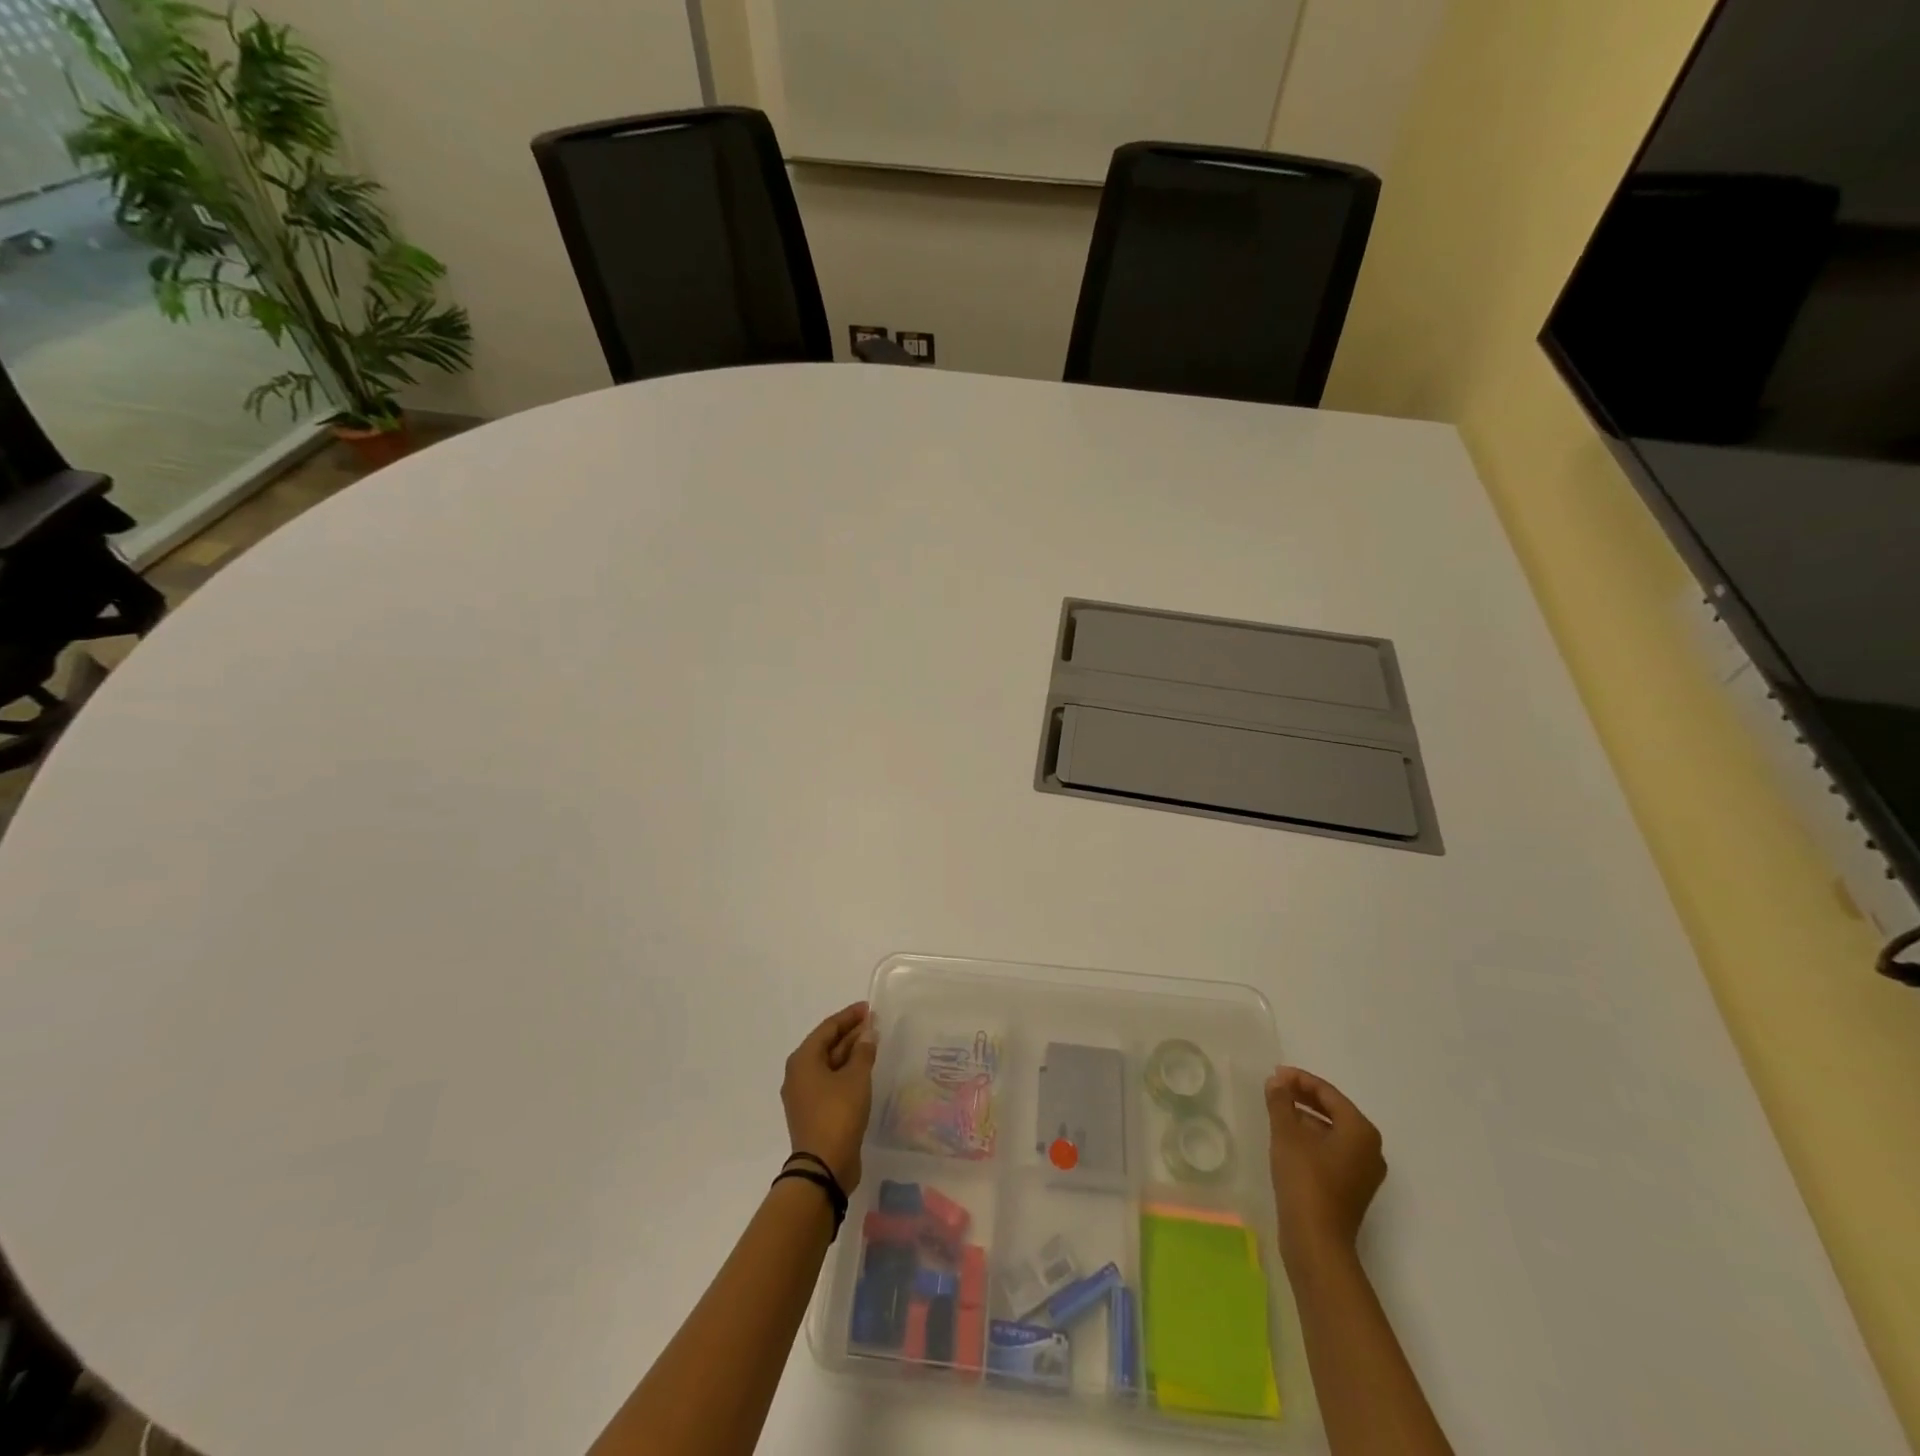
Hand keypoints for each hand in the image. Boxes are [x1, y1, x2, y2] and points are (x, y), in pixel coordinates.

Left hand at [782, 1002, 878, 1191]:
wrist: (823, 1168)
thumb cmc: (838, 1114)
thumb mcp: (856, 1078)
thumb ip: (863, 1051)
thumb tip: (867, 1033)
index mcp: (803, 1060)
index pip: (828, 1028)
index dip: (849, 1016)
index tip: (868, 1008)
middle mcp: (798, 1074)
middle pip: (826, 1045)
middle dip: (850, 1034)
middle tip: (874, 1024)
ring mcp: (804, 1095)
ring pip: (829, 1065)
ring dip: (850, 1053)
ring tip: (873, 1044)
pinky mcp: (813, 1112)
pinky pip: (830, 1082)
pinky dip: (846, 1072)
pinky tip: (864, 1071)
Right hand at [1265, 1067, 1385, 1265]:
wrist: (1316, 1241)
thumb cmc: (1305, 1180)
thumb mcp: (1287, 1134)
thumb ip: (1281, 1101)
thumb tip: (1277, 1081)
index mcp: (1361, 1131)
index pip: (1329, 1093)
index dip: (1300, 1079)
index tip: (1275, 1074)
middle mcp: (1370, 1148)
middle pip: (1334, 1111)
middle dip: (1304, 1097)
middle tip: (1276, 1088)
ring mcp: (1364, 1172)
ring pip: (1333, 1131)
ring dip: (1307, 1117)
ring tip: (1278, 1110)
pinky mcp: (1353, 1188)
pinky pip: (1333, 1150)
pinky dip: (1313, 1138)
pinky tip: (1289, 1139)